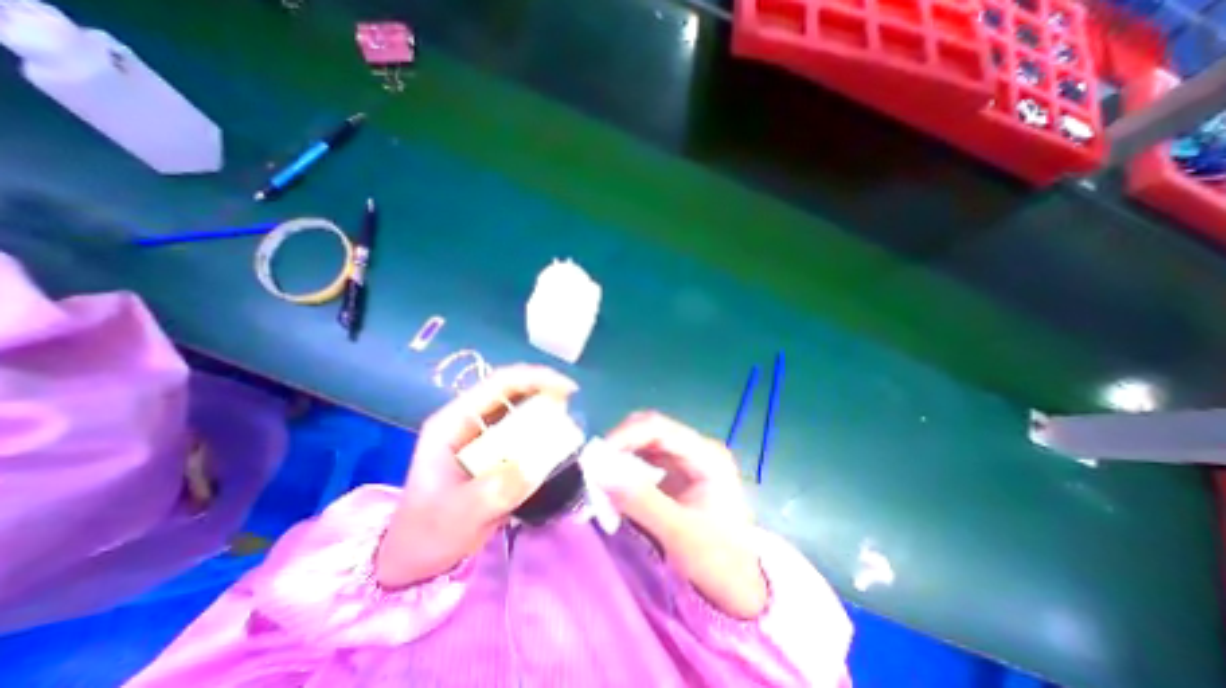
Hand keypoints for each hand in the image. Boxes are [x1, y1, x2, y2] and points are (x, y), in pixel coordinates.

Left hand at [374, 365, 579, 584]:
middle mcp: (470, 420)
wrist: (418, 558)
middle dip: (545, 390)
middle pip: (513, 391)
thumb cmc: (427, 534)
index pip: (497, 385)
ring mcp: (484, 435)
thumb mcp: (457, 515)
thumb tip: (534, 466)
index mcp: (453, 422)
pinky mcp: (496, 451)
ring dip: (547, 410)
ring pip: (521, 409)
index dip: (533, 379)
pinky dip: (545, 432)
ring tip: (572, 419)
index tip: (566, 389)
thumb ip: (493, 492)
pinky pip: (525, 432)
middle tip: (574, 402)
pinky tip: (560, 440)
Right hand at [603, 412, 764, 620]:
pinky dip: (627, 463)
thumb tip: (601, 472)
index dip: (626, 435)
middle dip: (621, 441)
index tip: (599, 454)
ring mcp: (689, 458)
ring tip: (601, 469)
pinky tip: (616, 477)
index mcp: (708, 456)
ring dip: (622, 451)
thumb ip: (640, 501)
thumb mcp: (679, 534)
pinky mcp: (678, 470)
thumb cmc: (717, 561)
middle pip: (652, 428)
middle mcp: (698, 448)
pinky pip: (647, 456)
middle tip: (595, 462)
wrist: (737, 586)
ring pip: (647, 440)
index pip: (660, 429)